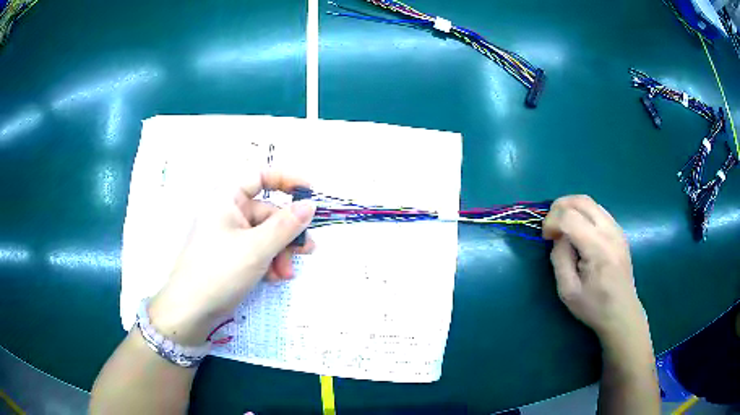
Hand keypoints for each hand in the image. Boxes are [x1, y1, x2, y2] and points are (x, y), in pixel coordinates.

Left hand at [149, 170, 315, 344]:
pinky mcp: (233, 255)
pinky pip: (258, 250)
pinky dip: (269, 262)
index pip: (260, 175)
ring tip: (286, 273)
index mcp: (227, 198)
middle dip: (288, 234)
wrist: (192, 310)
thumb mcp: (257, 248)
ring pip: (266, 235)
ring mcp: (230, 235)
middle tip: (307, 250)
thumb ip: (286, 225)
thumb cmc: (219, 270)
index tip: (310, 193)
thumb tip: (310, 205)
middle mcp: (228, 212)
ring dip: (281, 252)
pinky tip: (274, 278)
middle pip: (268, 213)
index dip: (286, 180)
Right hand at [543, 195, 649, 350]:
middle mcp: (609, 231)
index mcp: (597, 248)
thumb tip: (558, 237)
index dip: (551, 221)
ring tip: (562, 227)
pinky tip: (578, 231)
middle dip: (559, 207)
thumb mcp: (568, 291)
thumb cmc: (594, 306)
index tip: (545, 238)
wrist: (622, 313)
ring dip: (571, 208)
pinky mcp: (619, 231)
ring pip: (590, 202)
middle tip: (551, 227)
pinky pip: (598, 210)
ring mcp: (617, 229)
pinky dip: (583, 213)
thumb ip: (560, 259)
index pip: (569, 216)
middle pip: (581, 200)